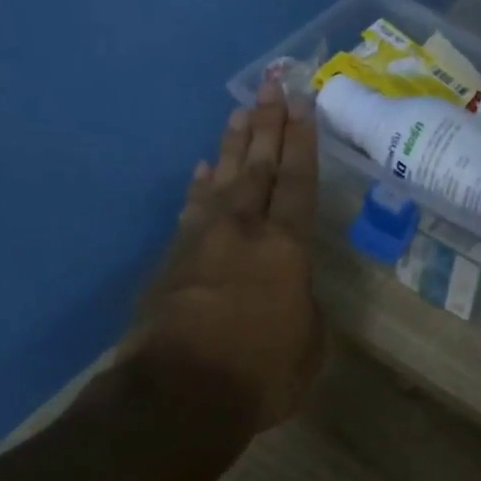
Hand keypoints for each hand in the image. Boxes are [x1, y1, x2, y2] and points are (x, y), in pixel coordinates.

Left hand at [131, 80, 324, 432]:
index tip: (303, 105)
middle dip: (268, 125)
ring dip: (232, 144)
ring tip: (240, 111)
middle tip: (273, 86)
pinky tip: (201, 169)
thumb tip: (291, 292)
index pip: (299, 183)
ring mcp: (202, 240)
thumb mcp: (309, 346)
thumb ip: (305, 308)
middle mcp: (244, 231)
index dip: (303, 143)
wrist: (178, 393)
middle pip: (258, 167)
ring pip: (221, 178)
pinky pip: (190, 208)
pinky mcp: (171, 258)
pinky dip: (198, 186)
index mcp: (286, 249)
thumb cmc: (260, 373)